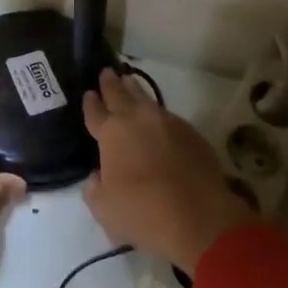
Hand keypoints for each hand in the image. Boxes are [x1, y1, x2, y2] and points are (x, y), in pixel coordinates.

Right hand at [82, 69, 256, 275]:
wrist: (198, 215)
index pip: (96, 112)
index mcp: (111, 134)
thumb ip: (94, 188)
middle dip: (111, 84)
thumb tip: (97, 175)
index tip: (89, 93)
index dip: (91, 103)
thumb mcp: (104, 209)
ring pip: (146, 99)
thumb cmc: (143, 212)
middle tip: (107, 72)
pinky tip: (157, 119)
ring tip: (130, 81)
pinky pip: (168, 116)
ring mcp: (167, 122)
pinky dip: (158, 114)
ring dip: (135, 90)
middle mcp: (138, 120)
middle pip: (120, 94)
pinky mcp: (190, 132)